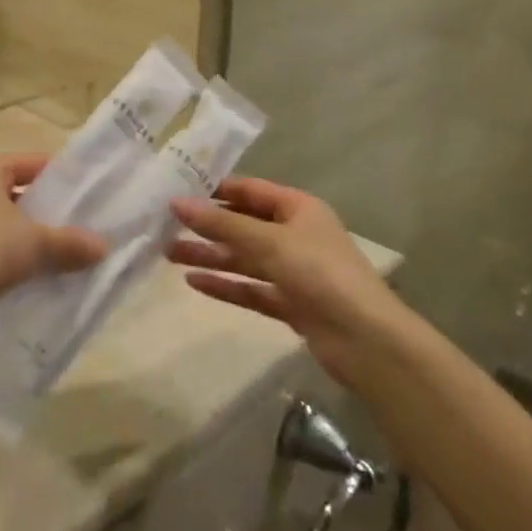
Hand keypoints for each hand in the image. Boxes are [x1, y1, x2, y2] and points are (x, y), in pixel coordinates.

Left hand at [0, 154, 106, 317]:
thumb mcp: (35, 244)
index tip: (87, 194)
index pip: (31, 162)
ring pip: (2, 219)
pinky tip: (31, 271)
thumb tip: (104, 247)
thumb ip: (71, 243)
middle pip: (17, 190)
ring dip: (28, 233)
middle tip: (78, 224)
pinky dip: (9, 251)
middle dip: (46, 208)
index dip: (60, 176)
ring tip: (60, 251)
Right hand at [170, 178, 405, 384]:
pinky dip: (225, 285)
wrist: (366, 340)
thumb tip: (177, 203)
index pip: (250, 190)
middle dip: (207, 226)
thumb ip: (222, 224)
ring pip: (243, 258)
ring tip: (168, 254)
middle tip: (165, 225)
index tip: (177, 190)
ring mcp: (293, 271)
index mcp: (298, 208)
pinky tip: (194, 283)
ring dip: (210, 255)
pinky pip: (250, 288)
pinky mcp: (290, 304)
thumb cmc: (319, 273)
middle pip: (243, 225)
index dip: (215, 190)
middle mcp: (295, 234)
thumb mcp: (268, 241)